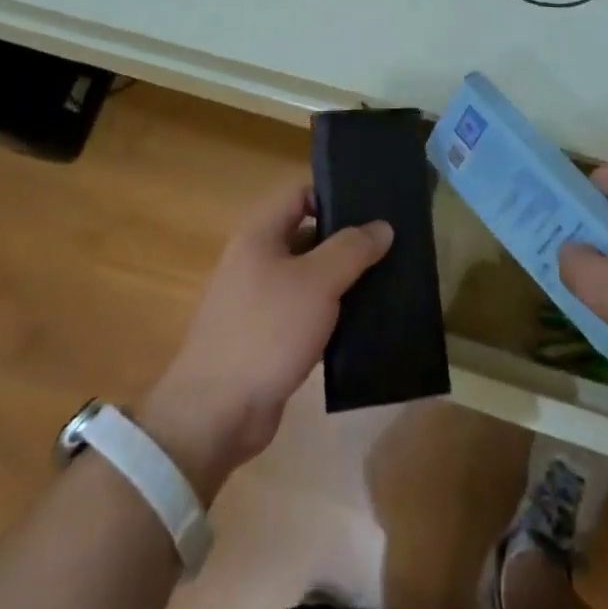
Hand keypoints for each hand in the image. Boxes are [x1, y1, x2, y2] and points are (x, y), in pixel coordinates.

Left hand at [138, 183, 390, 500]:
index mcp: (259, 235)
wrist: (217, 413)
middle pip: (307, 235)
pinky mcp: (267, 338)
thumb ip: (351, 249)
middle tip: (391, 246)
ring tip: (387, 281)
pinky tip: (363, 323)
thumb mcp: (317, 282)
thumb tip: (382, 226)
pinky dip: (331, 314)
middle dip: (346, 241)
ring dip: (343, 280)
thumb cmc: (266, 331)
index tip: (374, 207)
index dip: (335, 195)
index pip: (300, 195)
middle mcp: (256, 261)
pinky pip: (306, 313)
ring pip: (309, 277)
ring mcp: (259, 301)